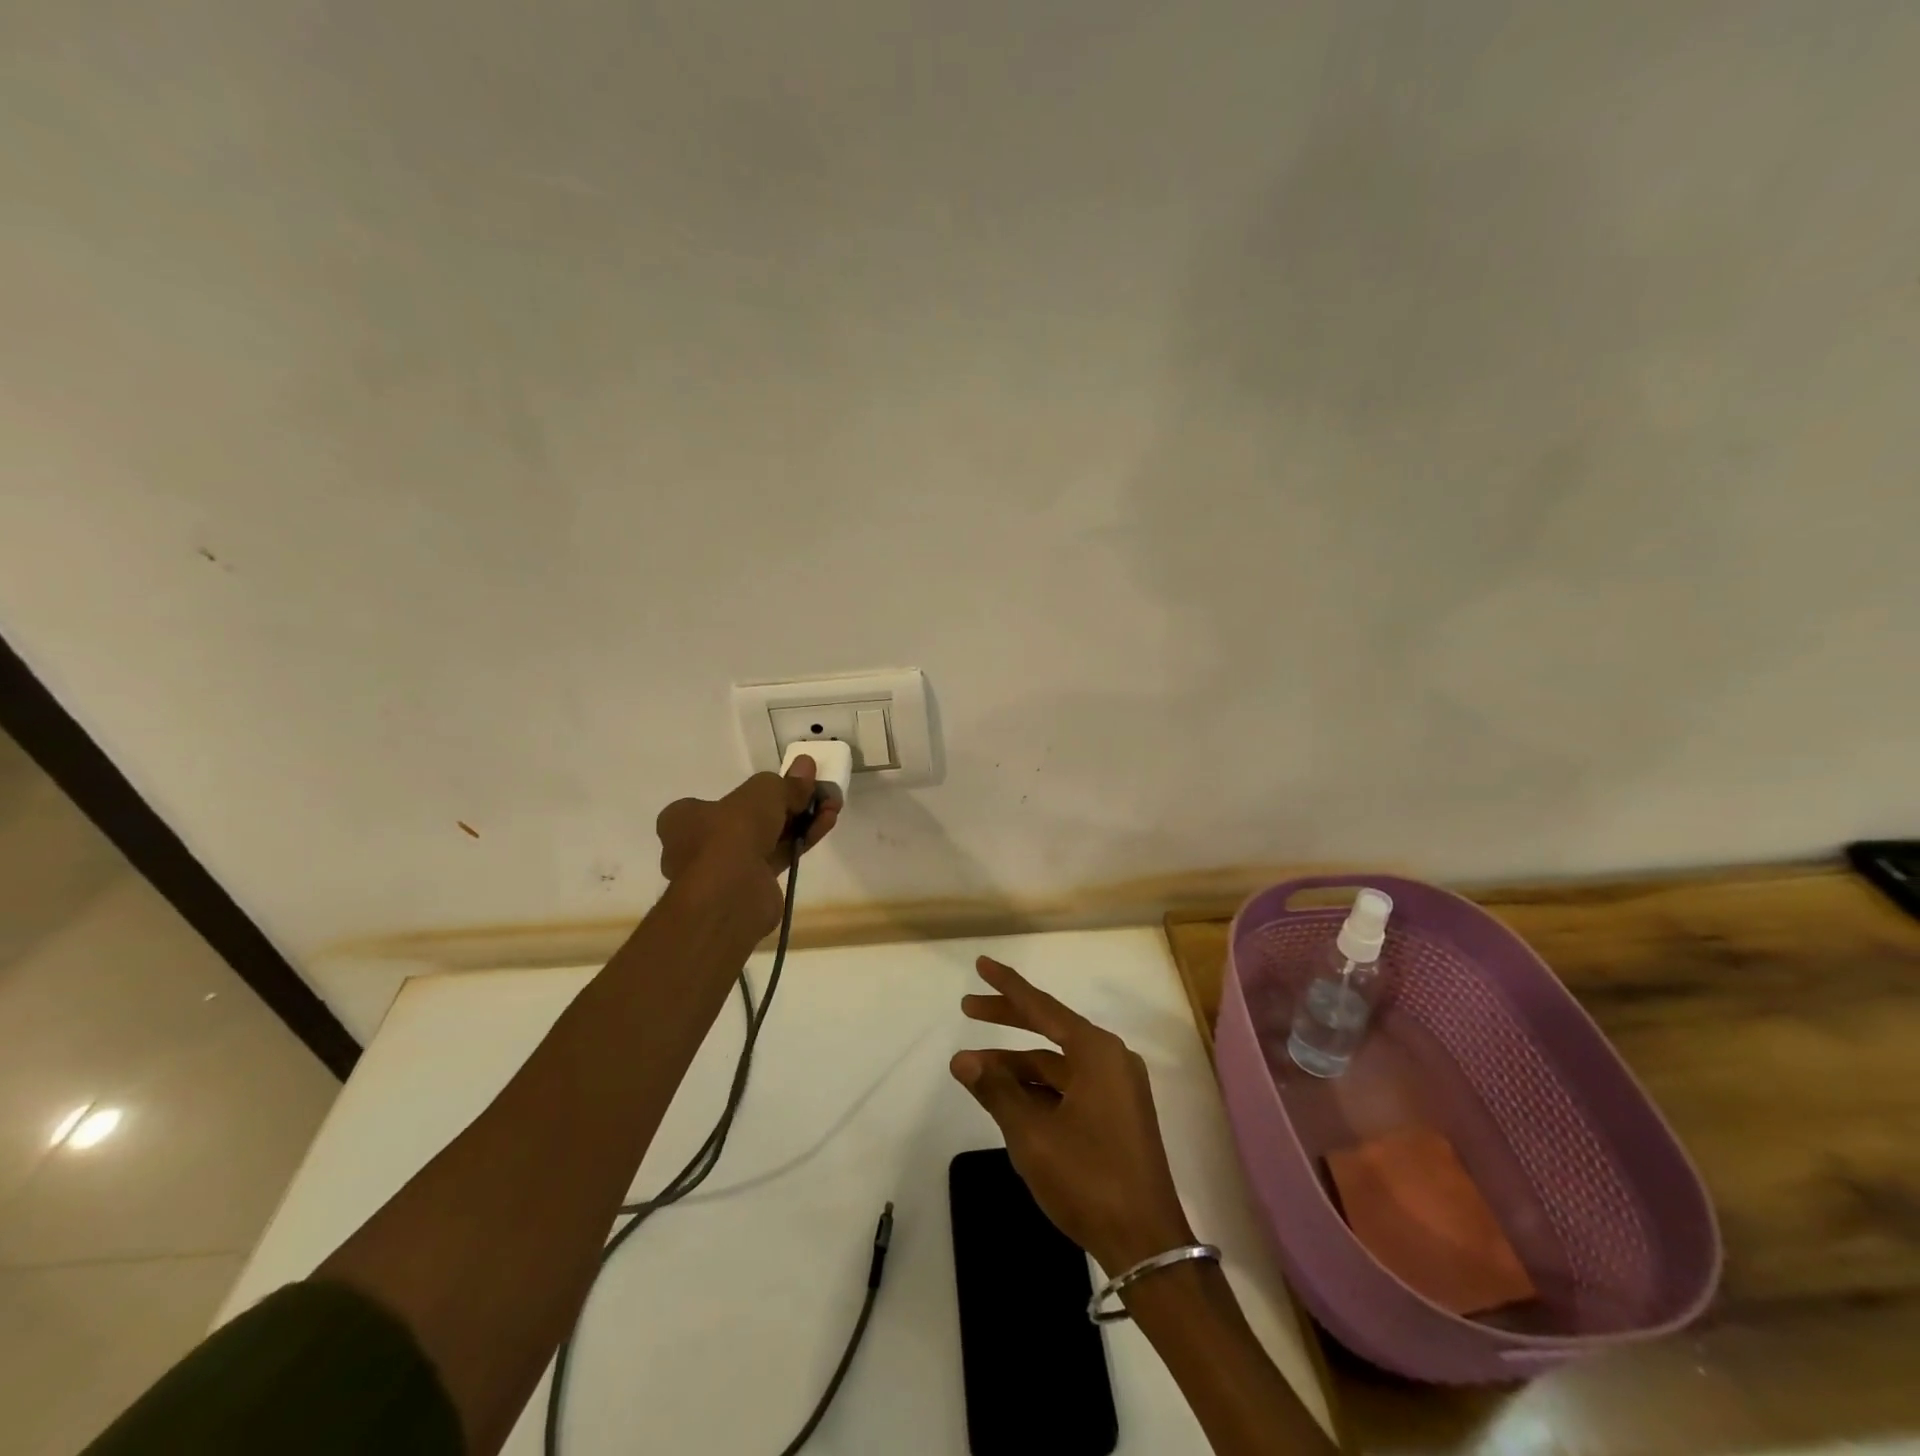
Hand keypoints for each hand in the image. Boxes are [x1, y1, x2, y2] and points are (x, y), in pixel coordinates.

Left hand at [656, 757, 839, 929]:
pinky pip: (779, 857)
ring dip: (800, 821)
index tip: (786, 786)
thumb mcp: (761, 794)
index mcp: (683, 819)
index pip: (718, 801)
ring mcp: (724, 871)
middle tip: (816, 792)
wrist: (730, 897)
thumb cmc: (731, 835)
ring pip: (768, 838)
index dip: (754, 793)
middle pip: (750, 819)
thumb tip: (805, 767)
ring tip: (831, 806)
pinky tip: (825, 824)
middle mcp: (698, 846)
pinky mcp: (750, 889)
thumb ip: (785, 783)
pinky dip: (801, 840)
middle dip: (787, 805)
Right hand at [951, 956, 1194, 1273]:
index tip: (981, 965)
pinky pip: (1069, 1087)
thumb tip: (963, 1059)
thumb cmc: (1089, 1179)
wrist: (1146, 1244)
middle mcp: (1110, 1059)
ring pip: (1057, 1064)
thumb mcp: (1032, 1135)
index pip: (1042, 1007)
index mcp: (1096, 1052)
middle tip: (968, 1009)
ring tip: (975, 1070)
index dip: (1008, 986)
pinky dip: (1038, 1088)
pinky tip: (1009, 1099)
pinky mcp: (1116, 1114)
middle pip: (1050, 1028)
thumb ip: (997, 1091)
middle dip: (1007, 1019)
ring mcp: (1116, 1087)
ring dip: (1018, 1065)